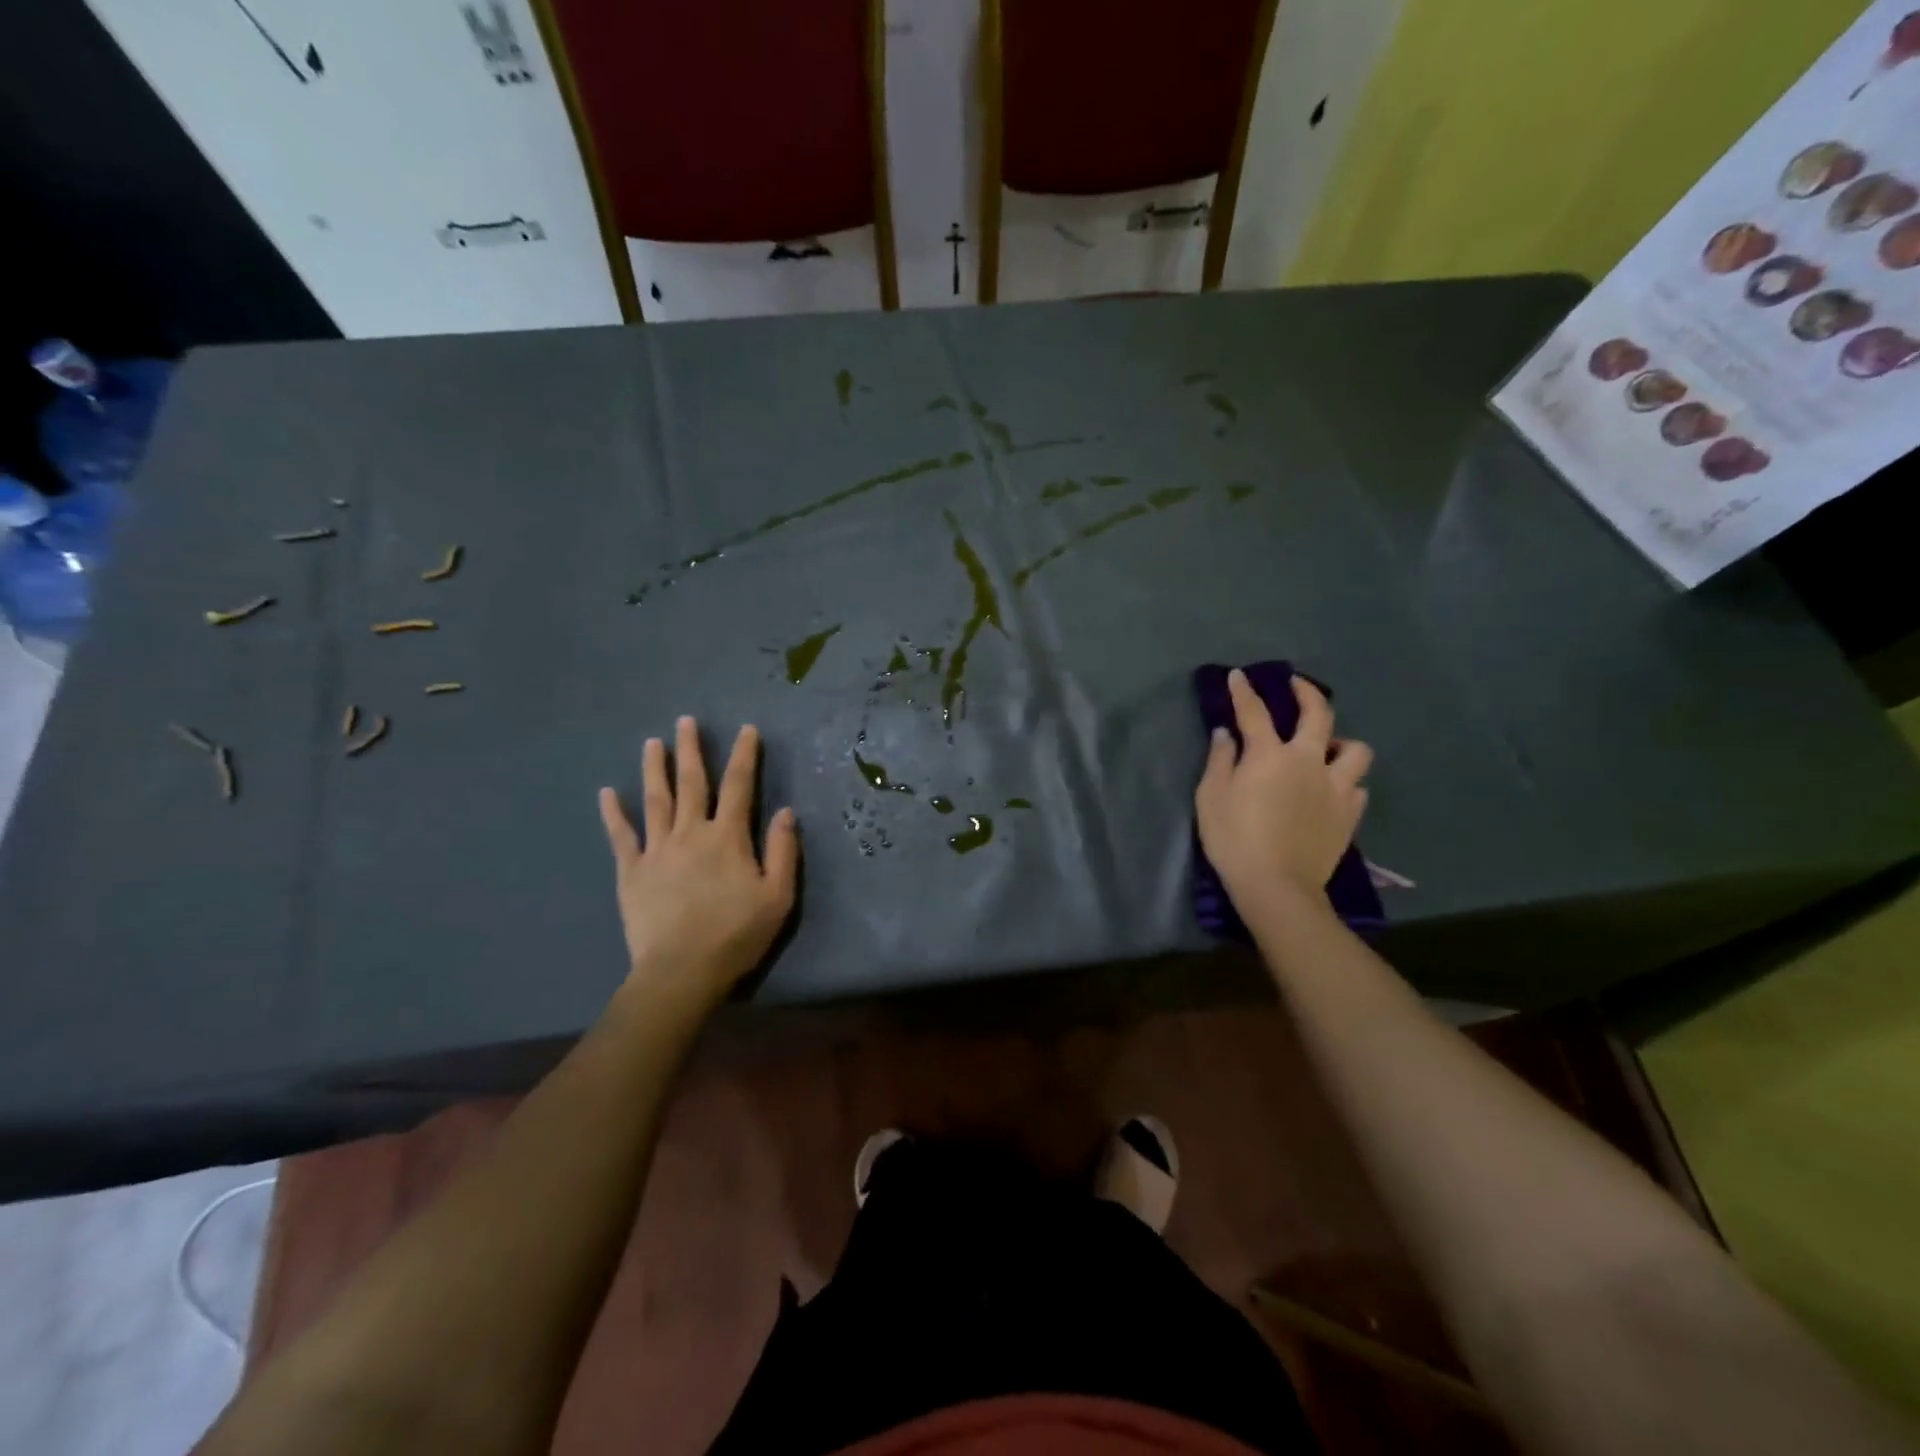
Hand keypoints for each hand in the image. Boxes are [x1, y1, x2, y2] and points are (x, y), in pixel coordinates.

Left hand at [598, 716, 798, 1012]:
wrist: (681, 971)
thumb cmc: (736, 934)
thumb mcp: (777, 896)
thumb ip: (783, 851)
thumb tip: (786, 811)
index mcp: (727, 837)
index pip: (739, 786)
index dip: (744, 755)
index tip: (746, 729)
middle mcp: (690, 833)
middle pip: (692, 783)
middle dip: (691, 750)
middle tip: (685, 721)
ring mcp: (656, 850)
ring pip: (655, 800)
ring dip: (654, 769)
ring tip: (652, 743)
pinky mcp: (631, 871)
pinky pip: (621, 836)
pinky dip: (613, 813)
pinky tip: (606, 793)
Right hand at [1195, 670, 1371, 912]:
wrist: (1276, 886)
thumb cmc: (1234, 839)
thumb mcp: (1211, 797)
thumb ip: (1220, 760)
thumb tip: (1226, 734)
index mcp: (1270, 755)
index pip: (1255, 712)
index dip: (1245, 691)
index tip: (1240, 675)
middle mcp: (1308, 761)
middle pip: (1318, 714)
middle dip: (1307, 692)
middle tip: (1297, 685)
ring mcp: (1336, 787)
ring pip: (1355, 749)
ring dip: (1341, 743)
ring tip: (1327, 750)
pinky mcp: (1350, 814)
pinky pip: (1357, 786)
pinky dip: (1346, 781)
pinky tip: (1333, 789)